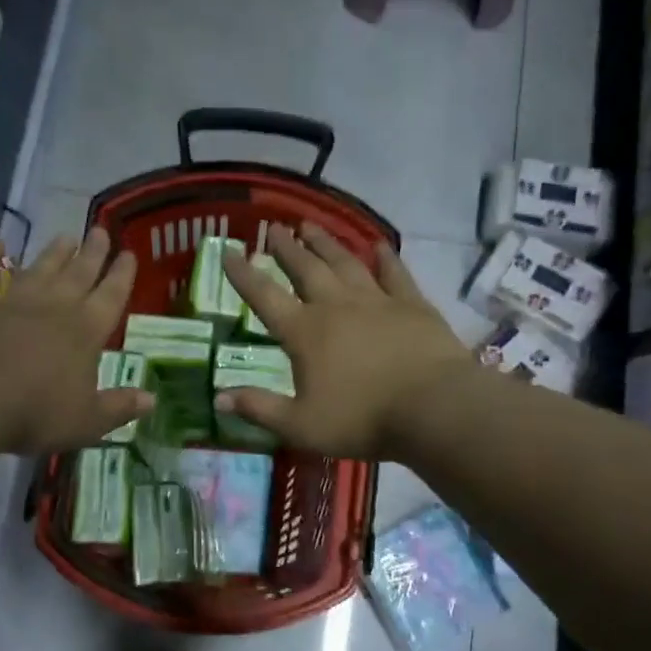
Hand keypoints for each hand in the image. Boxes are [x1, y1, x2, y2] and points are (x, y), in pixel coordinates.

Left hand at [0, 228, 153, 454]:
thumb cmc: (35, 412)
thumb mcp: (86, 421)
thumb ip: (119, 408)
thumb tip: (151, 400)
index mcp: (86, 332)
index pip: (111, 297)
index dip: (122, 275)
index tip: (129, 254)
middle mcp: (54, 307)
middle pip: (78, 273)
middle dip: (92, 253)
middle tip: (100, 230)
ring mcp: (12, 300)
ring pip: (39, 268)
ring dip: (53, 252)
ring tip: (65, 236)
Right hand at [219, 224, 470, 459]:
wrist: (433, 408)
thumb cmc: (361, 420)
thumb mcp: (300, 425)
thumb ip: (259, 408)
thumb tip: (218, 397)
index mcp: (305, 333)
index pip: (265, 297)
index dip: (243, 275)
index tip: (228, 252)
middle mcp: (336, 307)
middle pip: (306, 269)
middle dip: (286, 248)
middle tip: (273, 227)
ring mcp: (377, 301)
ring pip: (345, 263)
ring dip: (326, 243)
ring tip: (310, 225)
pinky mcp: (412, 305)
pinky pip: (395, 274)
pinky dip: (385, 258)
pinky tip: (379, 245)